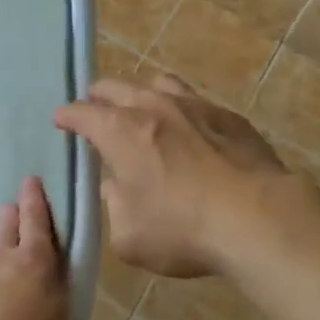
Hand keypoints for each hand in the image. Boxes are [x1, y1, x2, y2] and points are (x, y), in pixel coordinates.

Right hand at [55, 75, 299, 276]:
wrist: (259, 218)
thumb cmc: (183, 230)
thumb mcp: (129, 236)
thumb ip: (114, 205)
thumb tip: (116, 185)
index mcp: (121, 132)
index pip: (83, 113)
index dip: (68, 116)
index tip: (61, 119)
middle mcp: (153, 107)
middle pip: (117, 87)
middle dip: (100, 96)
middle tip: (95, 106)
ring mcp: (194, 106)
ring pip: (159, 83)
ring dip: (143, 94)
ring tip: (143, 109)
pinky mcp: (228, 116)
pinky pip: (196, 102)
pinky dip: (182, 111)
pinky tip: (191, 131)